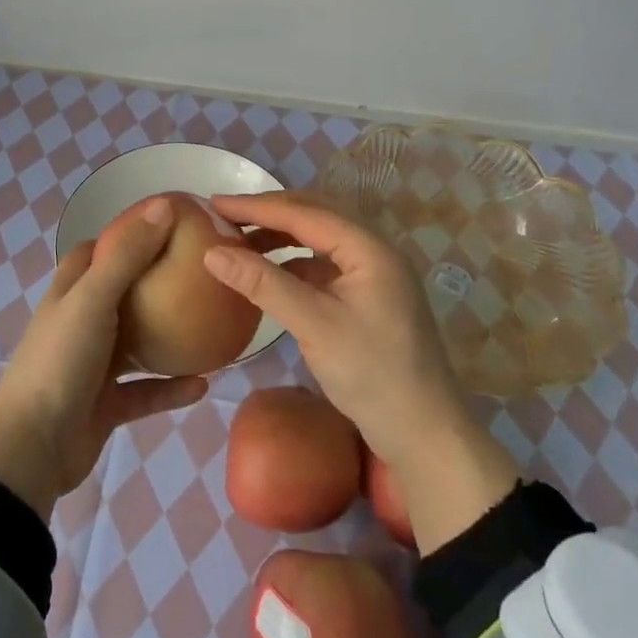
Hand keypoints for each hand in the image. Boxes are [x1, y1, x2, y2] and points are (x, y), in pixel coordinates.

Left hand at [0, 198, 206, 518]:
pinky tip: (204, 383)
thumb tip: (164, 205)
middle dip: (154, 282)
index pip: (97, 251)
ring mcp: (94, 366)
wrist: (34, 447)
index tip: (167, 226)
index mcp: (71, 292)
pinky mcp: (107, 405)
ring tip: (208, 324)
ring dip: (167, 336)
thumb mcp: (93, 298)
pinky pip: (147, 392)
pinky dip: (172, 388)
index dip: (126, 235)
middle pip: (122, 293)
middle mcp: (82, 323)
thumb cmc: (61, 360)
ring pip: (137, 344)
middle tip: (197, 272)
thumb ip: (128, 254)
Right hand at [206, 191, 519, 551]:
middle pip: (314, 216)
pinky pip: (324, 264)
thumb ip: (263, 283)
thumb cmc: (371, 374)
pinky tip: (270, 274)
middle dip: (268, 214)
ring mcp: (373, 274)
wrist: (425, 434)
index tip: (215, 203)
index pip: (304, 212)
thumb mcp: (313, 325)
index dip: (257, 206)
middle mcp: (374, 250)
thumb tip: (212, 252)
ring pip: (319, 240)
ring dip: (280, 237)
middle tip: (225, 216)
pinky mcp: (368, 297)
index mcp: (368, 247)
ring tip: (241, 242)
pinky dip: (293, 263)